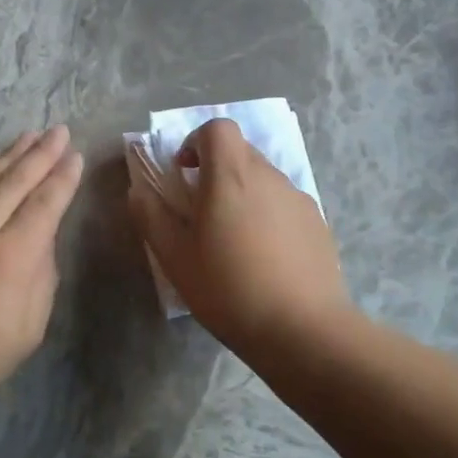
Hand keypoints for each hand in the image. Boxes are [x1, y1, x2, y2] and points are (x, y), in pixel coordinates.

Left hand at [0, 127, 84, 412]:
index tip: (76, 156)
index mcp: (13, 257)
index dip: (63, 178)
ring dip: (9, 156)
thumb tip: (43, 242)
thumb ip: (42, 279)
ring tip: (28, 136)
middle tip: (58, 130)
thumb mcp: (29, 329)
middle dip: (41, 153)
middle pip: (15, 181)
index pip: (45, 204)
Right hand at [127, 118, 354, 358]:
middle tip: (203, 213)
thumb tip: (138, 190)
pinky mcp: (319, 223)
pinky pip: (285, 204)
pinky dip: (269, 216)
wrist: (303, 329)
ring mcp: (299, 198)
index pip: (218, 128)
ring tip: (235, 242)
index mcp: (231, 176)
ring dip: (244, 195)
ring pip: (264, 179)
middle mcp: (269, 176)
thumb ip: (151, 216)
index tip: (185, 174)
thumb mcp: (175, 258)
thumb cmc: (229, 289)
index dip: (197, 142)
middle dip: (217, 171)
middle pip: (241, 152)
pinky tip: (266, 259)